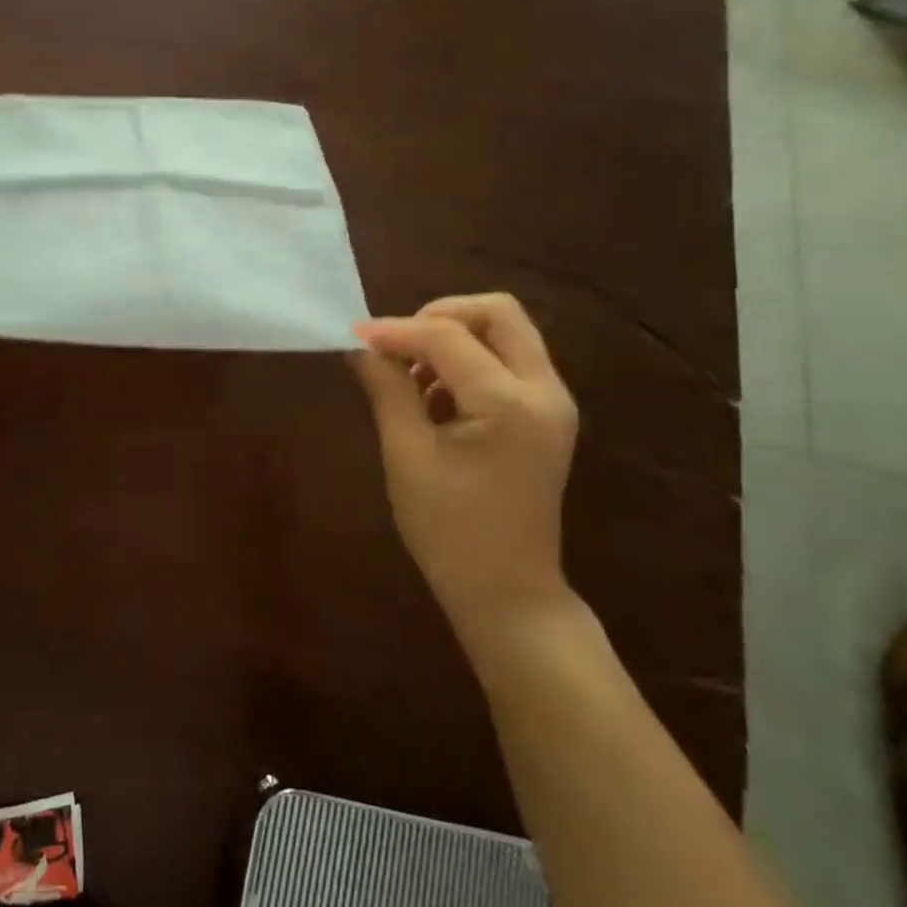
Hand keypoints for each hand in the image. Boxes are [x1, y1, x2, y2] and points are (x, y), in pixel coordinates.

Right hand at [352, 294, 580, 663]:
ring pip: (505, 333)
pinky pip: (508, 361)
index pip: (448, 337)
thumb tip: (360, 346)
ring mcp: (552, 402)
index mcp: (510, 404)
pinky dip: (468, 361)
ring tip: (410, 376)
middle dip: (440, 315)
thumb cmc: (449, 531)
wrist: (507, 594)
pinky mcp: (546, 415)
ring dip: (454, 338)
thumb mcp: (407, 455)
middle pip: (498, 313)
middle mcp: (545, 391)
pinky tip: (434, 396)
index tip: (354, 335)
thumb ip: (387, 389)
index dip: (396, 330)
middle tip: (397, 344)